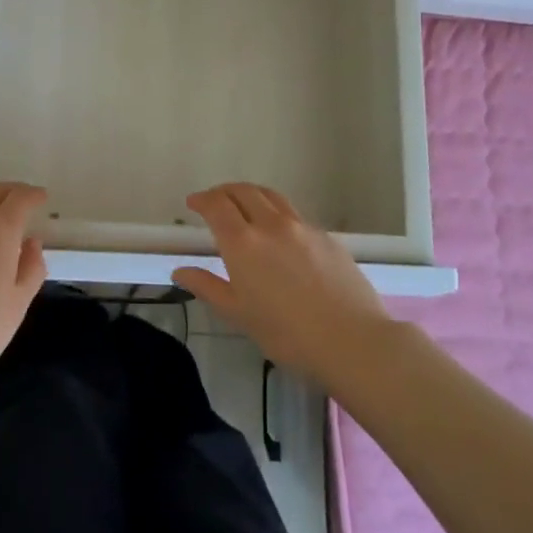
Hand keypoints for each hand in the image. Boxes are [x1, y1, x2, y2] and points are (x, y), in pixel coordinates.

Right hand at [173, 184, 396, 385]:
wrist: (352, 340)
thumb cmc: (287, 334)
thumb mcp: (239, 315)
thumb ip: (208, 286)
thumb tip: (180, 270)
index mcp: (243, 242)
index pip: (217, 205)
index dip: (202, 199)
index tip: (193, 203)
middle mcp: (270, 224)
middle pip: (243, 191)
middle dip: (224, 192)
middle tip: (215, 201)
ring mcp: (302, 227)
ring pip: (271, 197)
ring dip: (251, 195)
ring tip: (245, 206)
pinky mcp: (327, 236)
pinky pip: (294, 215)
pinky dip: (278, 214)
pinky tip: (281, 235)